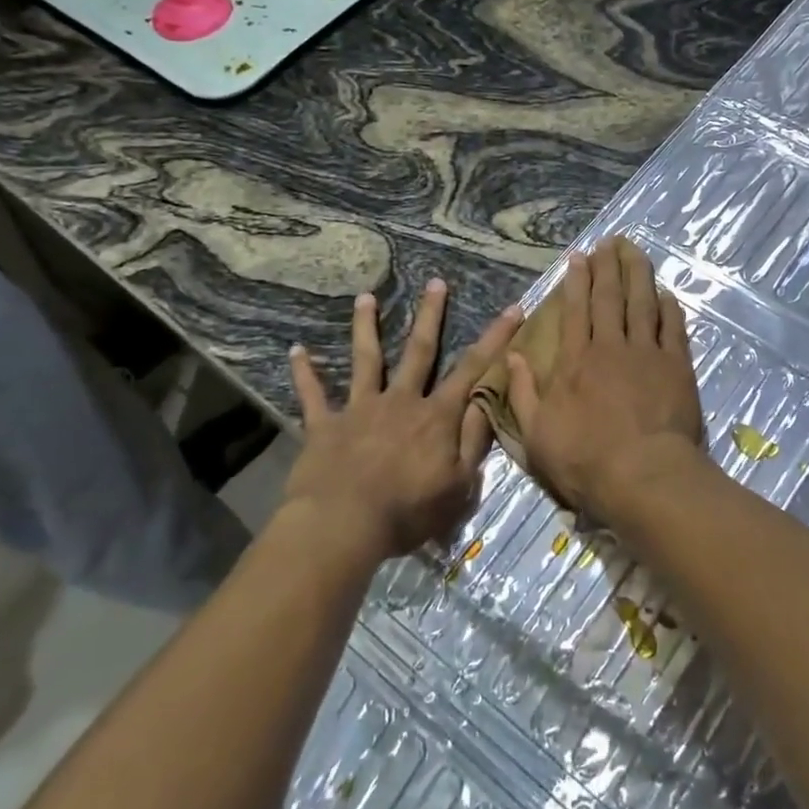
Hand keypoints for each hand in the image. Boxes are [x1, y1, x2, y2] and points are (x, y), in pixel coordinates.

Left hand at [283, 280, 523, 560]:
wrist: (342, 525)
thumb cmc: (408, 511)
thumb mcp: (460, 484)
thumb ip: (474, 439)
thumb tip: (487, 400)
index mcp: (436, 416)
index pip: (473, 369)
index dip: (496, 338)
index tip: (512, 309)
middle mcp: (400, 400)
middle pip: (419, 350)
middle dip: (430, 315)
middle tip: (436, 283)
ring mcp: (360, 409)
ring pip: (366, 359)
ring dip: (366, 327)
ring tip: (365, 298)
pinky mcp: (325, 425)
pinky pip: (312, 395)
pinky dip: (305, 373)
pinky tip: (295, 351)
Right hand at [507, 237, 705, 515]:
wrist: (643, 475)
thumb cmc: (585, 460)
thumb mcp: (535, 434)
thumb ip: (522, 393)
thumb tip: (512, 356)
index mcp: (575, 361)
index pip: (575, 310)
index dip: (577, 281)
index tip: (579, 257)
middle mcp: (610, 347)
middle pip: (610, 298)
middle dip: (608, 266)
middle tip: (609, 242)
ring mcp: (647, 354)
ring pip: (643, 303)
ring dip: (638, 274)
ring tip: (636, 251)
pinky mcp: (676, 367)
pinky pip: (673, 328)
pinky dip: (668, 307)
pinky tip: (665, 293)